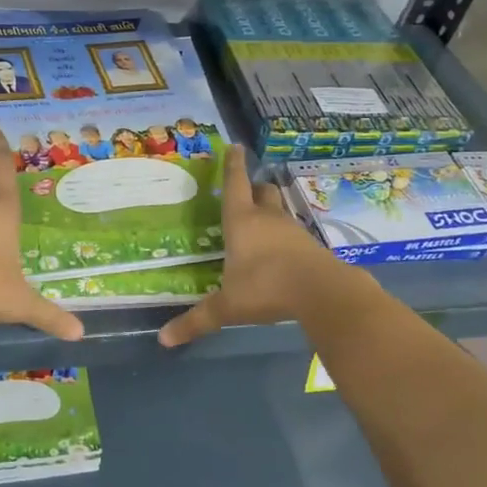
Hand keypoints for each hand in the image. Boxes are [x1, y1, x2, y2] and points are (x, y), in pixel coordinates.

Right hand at [158, 144, 344, 347]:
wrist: (323, 293)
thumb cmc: (266, 288)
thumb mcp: (228, 307)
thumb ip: (197, 321)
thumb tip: (163, 340)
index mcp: (242, 221)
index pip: (235, 184)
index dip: (232, 165)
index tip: (234, 146)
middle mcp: (267, 219)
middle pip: (262, 192)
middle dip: (254, 188)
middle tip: (246, 192)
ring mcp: (293, 231)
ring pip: (279, 211)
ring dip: (270, 212)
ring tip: (260, 223)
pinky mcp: (311, 247)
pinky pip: (293, 234)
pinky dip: (284, 237)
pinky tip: (279, 253)